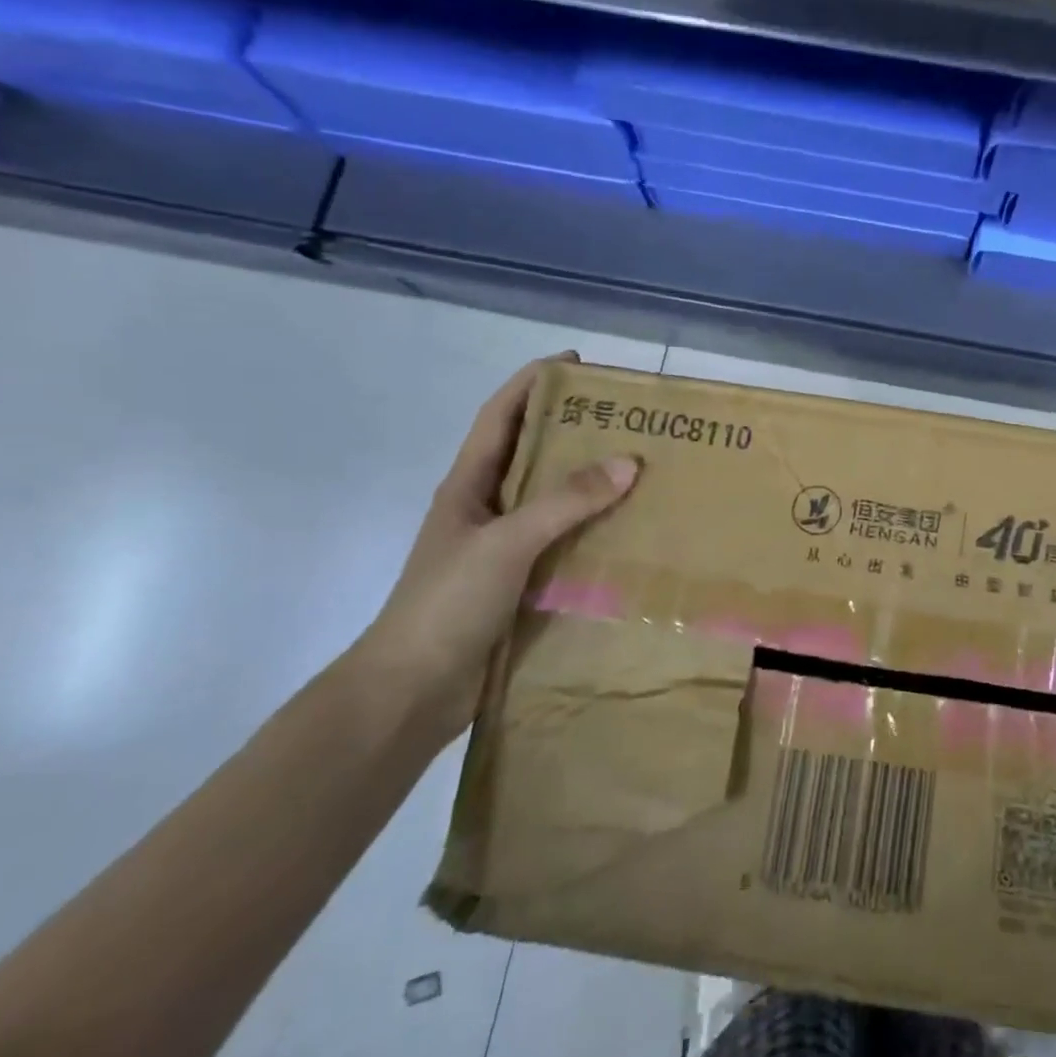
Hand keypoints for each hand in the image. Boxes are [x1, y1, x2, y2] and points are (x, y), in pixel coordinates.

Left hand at [353, 354, 638, 741]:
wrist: (411, 693)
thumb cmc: (446, 604)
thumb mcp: (505, 542)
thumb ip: (565, 502)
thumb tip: (629, 462)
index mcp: (469, 486)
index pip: (500, 416)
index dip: (531, 383)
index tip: (576, 363)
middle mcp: (488, 510)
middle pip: (534, 454)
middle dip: (575, 431)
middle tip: (629, 418)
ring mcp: (506, 550)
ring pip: (555, 502)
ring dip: (592, 484)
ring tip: (644, 469)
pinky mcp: (524, 585)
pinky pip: (567, 544)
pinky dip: (596, 532)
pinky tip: (633, 533)